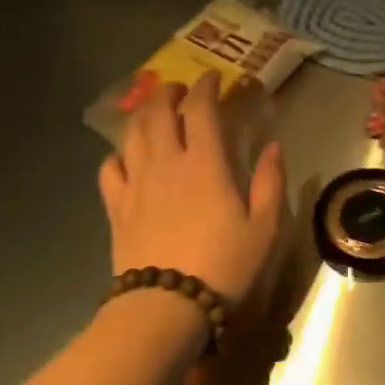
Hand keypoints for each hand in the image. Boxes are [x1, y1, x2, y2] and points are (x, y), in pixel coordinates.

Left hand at [100, 71, 285, 305]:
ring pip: (132, 134)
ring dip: (142, 114)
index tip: (212, 78)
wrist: (166, 306)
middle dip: (168, 93)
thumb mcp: (264, 227)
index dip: (205, 87)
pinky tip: (126, 155)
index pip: (200, 109)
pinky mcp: (116, 207)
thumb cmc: (223, 265)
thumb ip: (271, 182)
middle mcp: (166, 163)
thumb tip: (274, 147)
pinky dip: (118, 153)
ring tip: (153, 111)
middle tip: (179, 89)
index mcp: (204, 163)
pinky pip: (110, 168)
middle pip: (158, 113)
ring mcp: (136, 183)